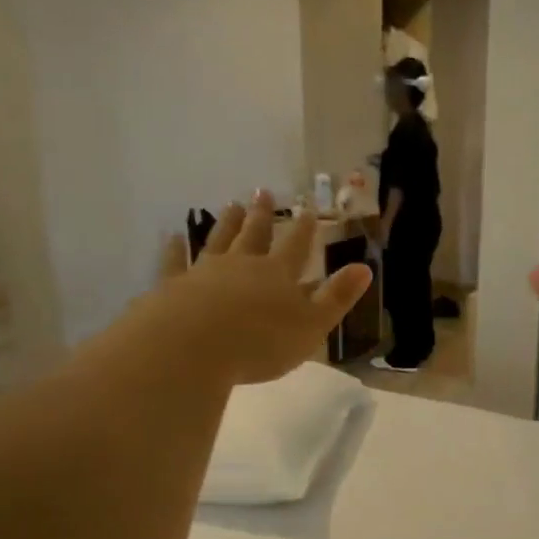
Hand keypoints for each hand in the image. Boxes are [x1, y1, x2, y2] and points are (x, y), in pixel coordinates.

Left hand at [146, 193, 371, 385]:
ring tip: (231, 205)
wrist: (193, 347)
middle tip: (263, 191)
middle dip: (262, 215)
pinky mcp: (173, 286)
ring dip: (227, 223)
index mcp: (279, 275)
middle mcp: (242, 265)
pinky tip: (173, 237)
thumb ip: (337, 297)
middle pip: (255, 235)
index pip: (296, 246)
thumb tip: (365, 267)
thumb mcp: (312, 325)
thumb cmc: (260, 342)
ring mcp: (205, 272)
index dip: (304, 229)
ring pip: (219, 240)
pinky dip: (175, 249)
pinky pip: (175, 262)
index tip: (307, 209)